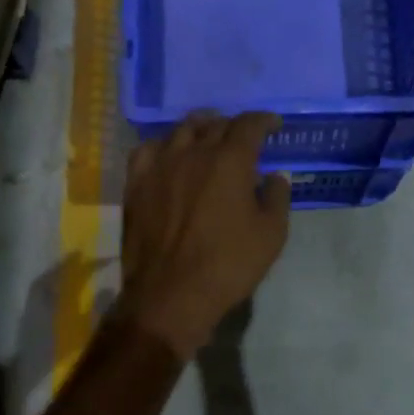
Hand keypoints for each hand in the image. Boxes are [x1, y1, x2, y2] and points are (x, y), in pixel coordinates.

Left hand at [117, 112, 290, 358]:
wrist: (171, 294)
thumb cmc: (228, 265)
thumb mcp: (271, 235)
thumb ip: (277, 197)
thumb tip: (275, 176)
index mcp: (230, 160)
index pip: (248, 125)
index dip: (263, 120)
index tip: (273, 125)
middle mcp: (193, 153)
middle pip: (214, 124)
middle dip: (232, 126)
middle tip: (242, 137)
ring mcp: (159, 166)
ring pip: (180, 131)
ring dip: (199, 129)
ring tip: (207, 137)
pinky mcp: (136, 184)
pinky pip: (147, 150)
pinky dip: (164, 145)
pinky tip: (168, 153)